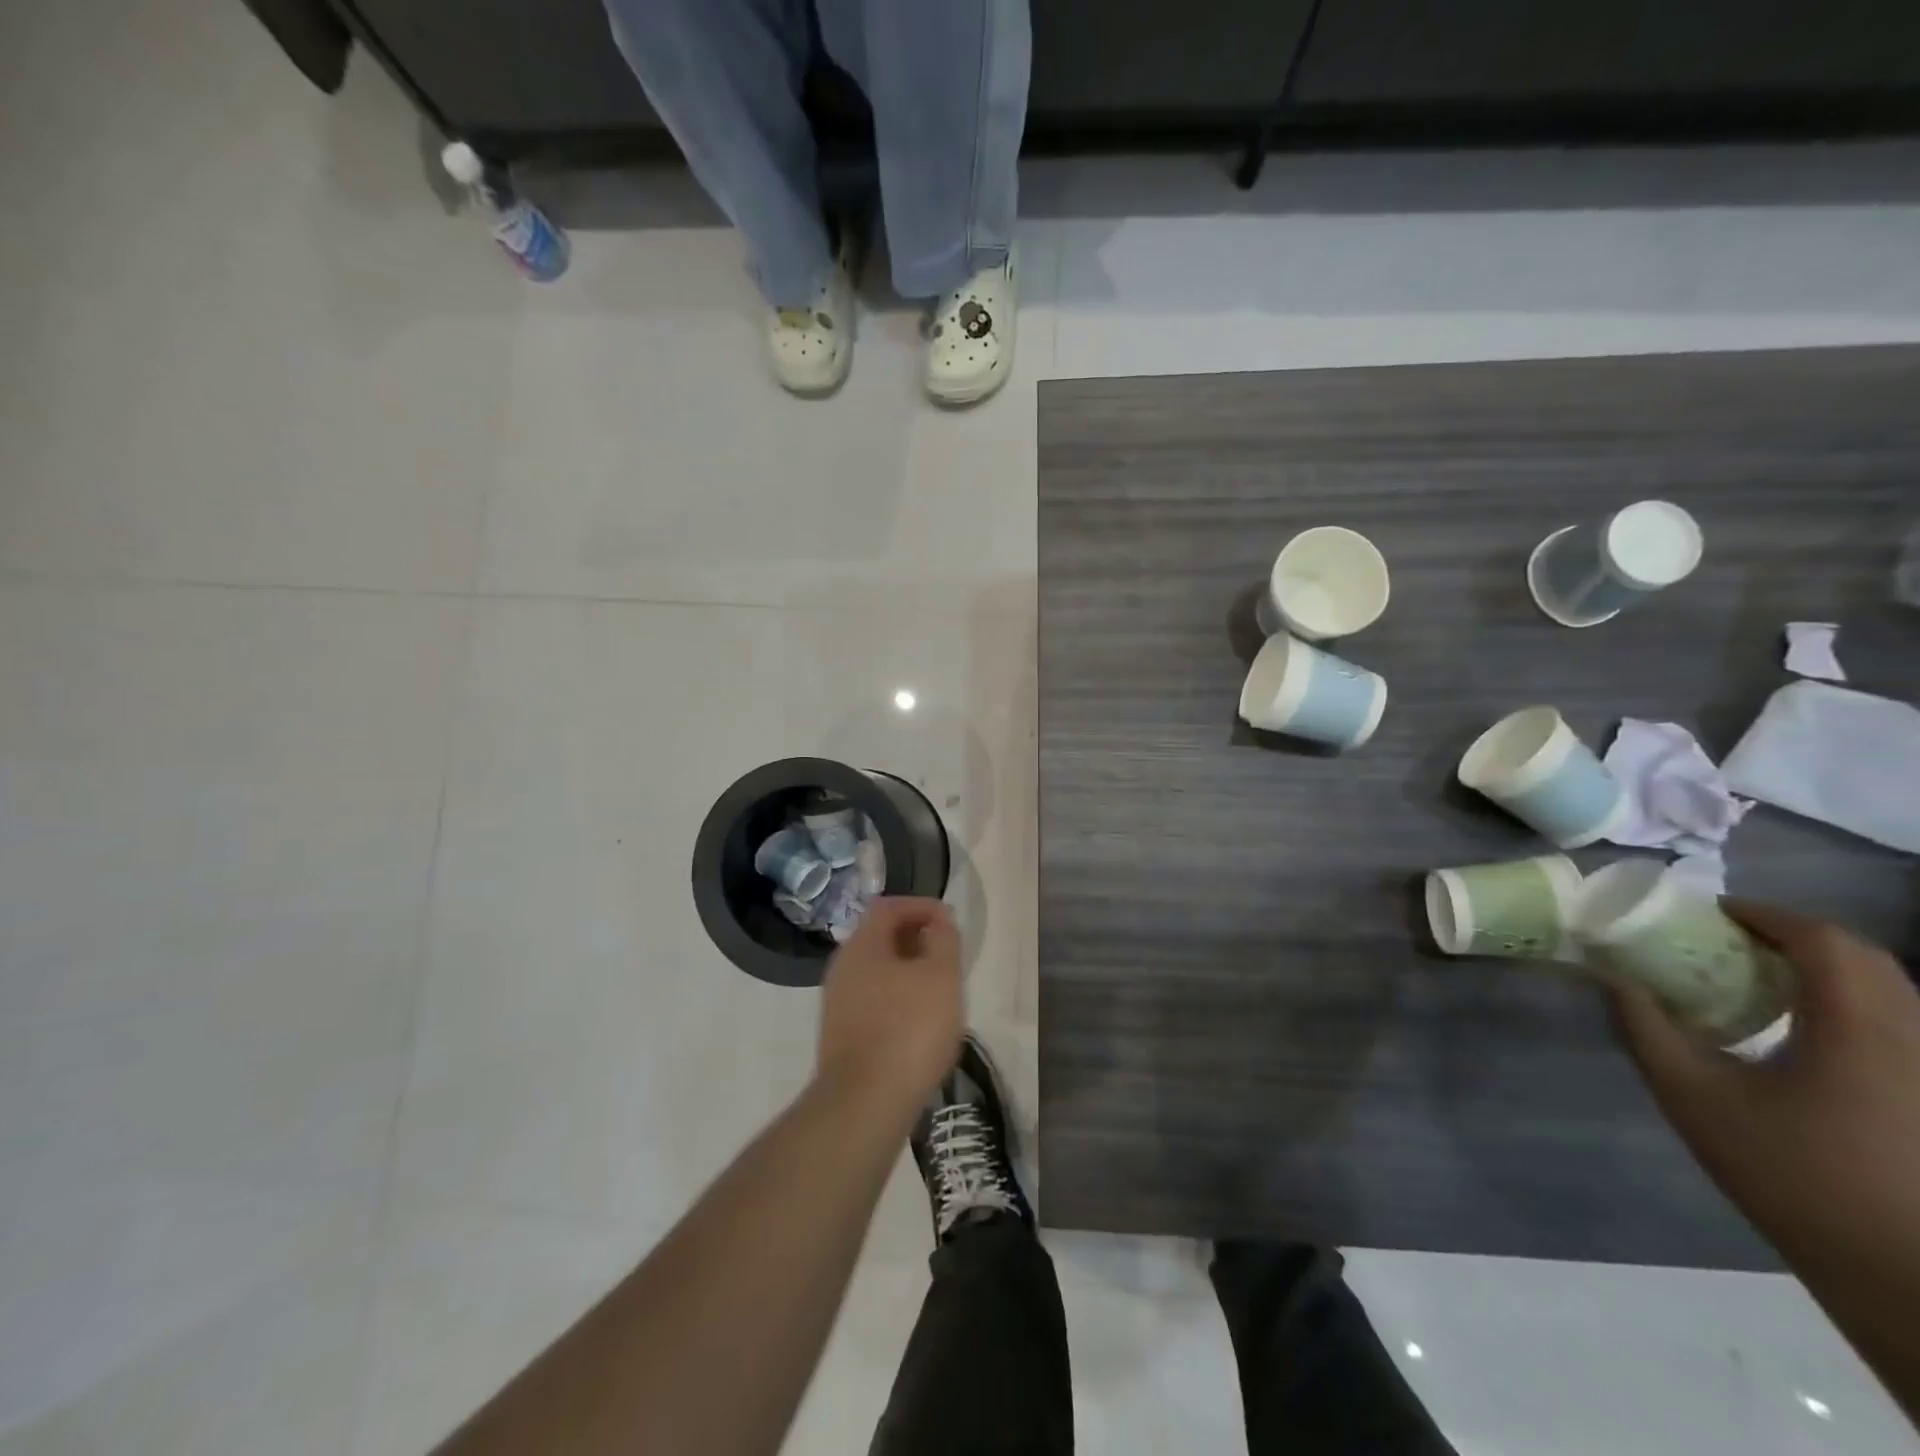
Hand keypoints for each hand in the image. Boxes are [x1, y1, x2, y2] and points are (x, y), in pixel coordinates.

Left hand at [816, 897, 962, 1118]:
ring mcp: (838, 1003)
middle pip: (881, 937)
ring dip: (909, 971)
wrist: (865, 1103)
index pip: (889, 906)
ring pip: (878, 971)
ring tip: (940, 990)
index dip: (921, 906)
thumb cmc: (909, 1028)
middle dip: (917, 939)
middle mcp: (843, 967)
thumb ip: (943, 940)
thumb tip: (938, 921)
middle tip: (948, 955)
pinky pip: (874, 1000)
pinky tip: (920, 1022)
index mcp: (862, 945)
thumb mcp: (941, 976)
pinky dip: (898, 998)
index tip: (950, 921)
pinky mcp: (842, 1035)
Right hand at [1612, 901, 1919, 1268]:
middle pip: (1865, 958)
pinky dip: (1849, 1001)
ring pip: (1890, 989)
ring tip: (1759, 976)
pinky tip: (1802, 1027)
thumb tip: (1607, 976)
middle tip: (1729, 938)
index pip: (1824, 941)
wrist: (1897, 1271)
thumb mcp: (1693, 1096)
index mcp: (1858, 1030)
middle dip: (1796, 935)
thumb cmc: (1789, 1174)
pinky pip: (1899, 1021)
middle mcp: (1912, 1038)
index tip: (1710, 912)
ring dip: (1825, 968)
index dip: (1766, 914)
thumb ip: (1646, 1027)